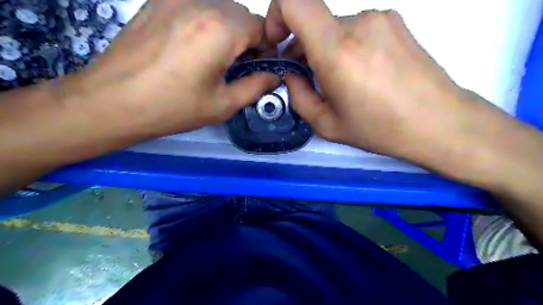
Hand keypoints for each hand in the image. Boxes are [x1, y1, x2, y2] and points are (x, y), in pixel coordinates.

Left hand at [68, 0, 276, 137]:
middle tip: (237, 66)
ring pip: (219, 8)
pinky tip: (192, 48)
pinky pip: (195, 6)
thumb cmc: (173, 107)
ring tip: (214, 58)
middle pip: (241, 14)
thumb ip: (256, 86)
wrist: (112, 102)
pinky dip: (205, 24)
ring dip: (227, 31)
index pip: (261, 26)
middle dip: (247, 38)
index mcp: (220, 29)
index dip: (266, 47)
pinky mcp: (157, 1)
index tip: (258, 67)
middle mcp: (199, 3)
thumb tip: (274, 76)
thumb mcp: (223, 104)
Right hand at [265, 0, 502, 168]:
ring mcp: (380, 18)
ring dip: (326, 49)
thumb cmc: (379, 129)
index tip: (278, 41)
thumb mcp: (326, 124)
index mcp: (337, 50)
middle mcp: (359, 23)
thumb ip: (298, 96)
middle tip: (308, 77)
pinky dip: (346, 46)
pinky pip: (356, 29)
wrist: (439, 122)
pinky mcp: (395, 22)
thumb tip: (293, 74)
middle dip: (303, 47)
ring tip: (338, 81)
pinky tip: (359, 73)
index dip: (276, 14)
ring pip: (335, 28)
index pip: (294, 1)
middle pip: (314, 21)